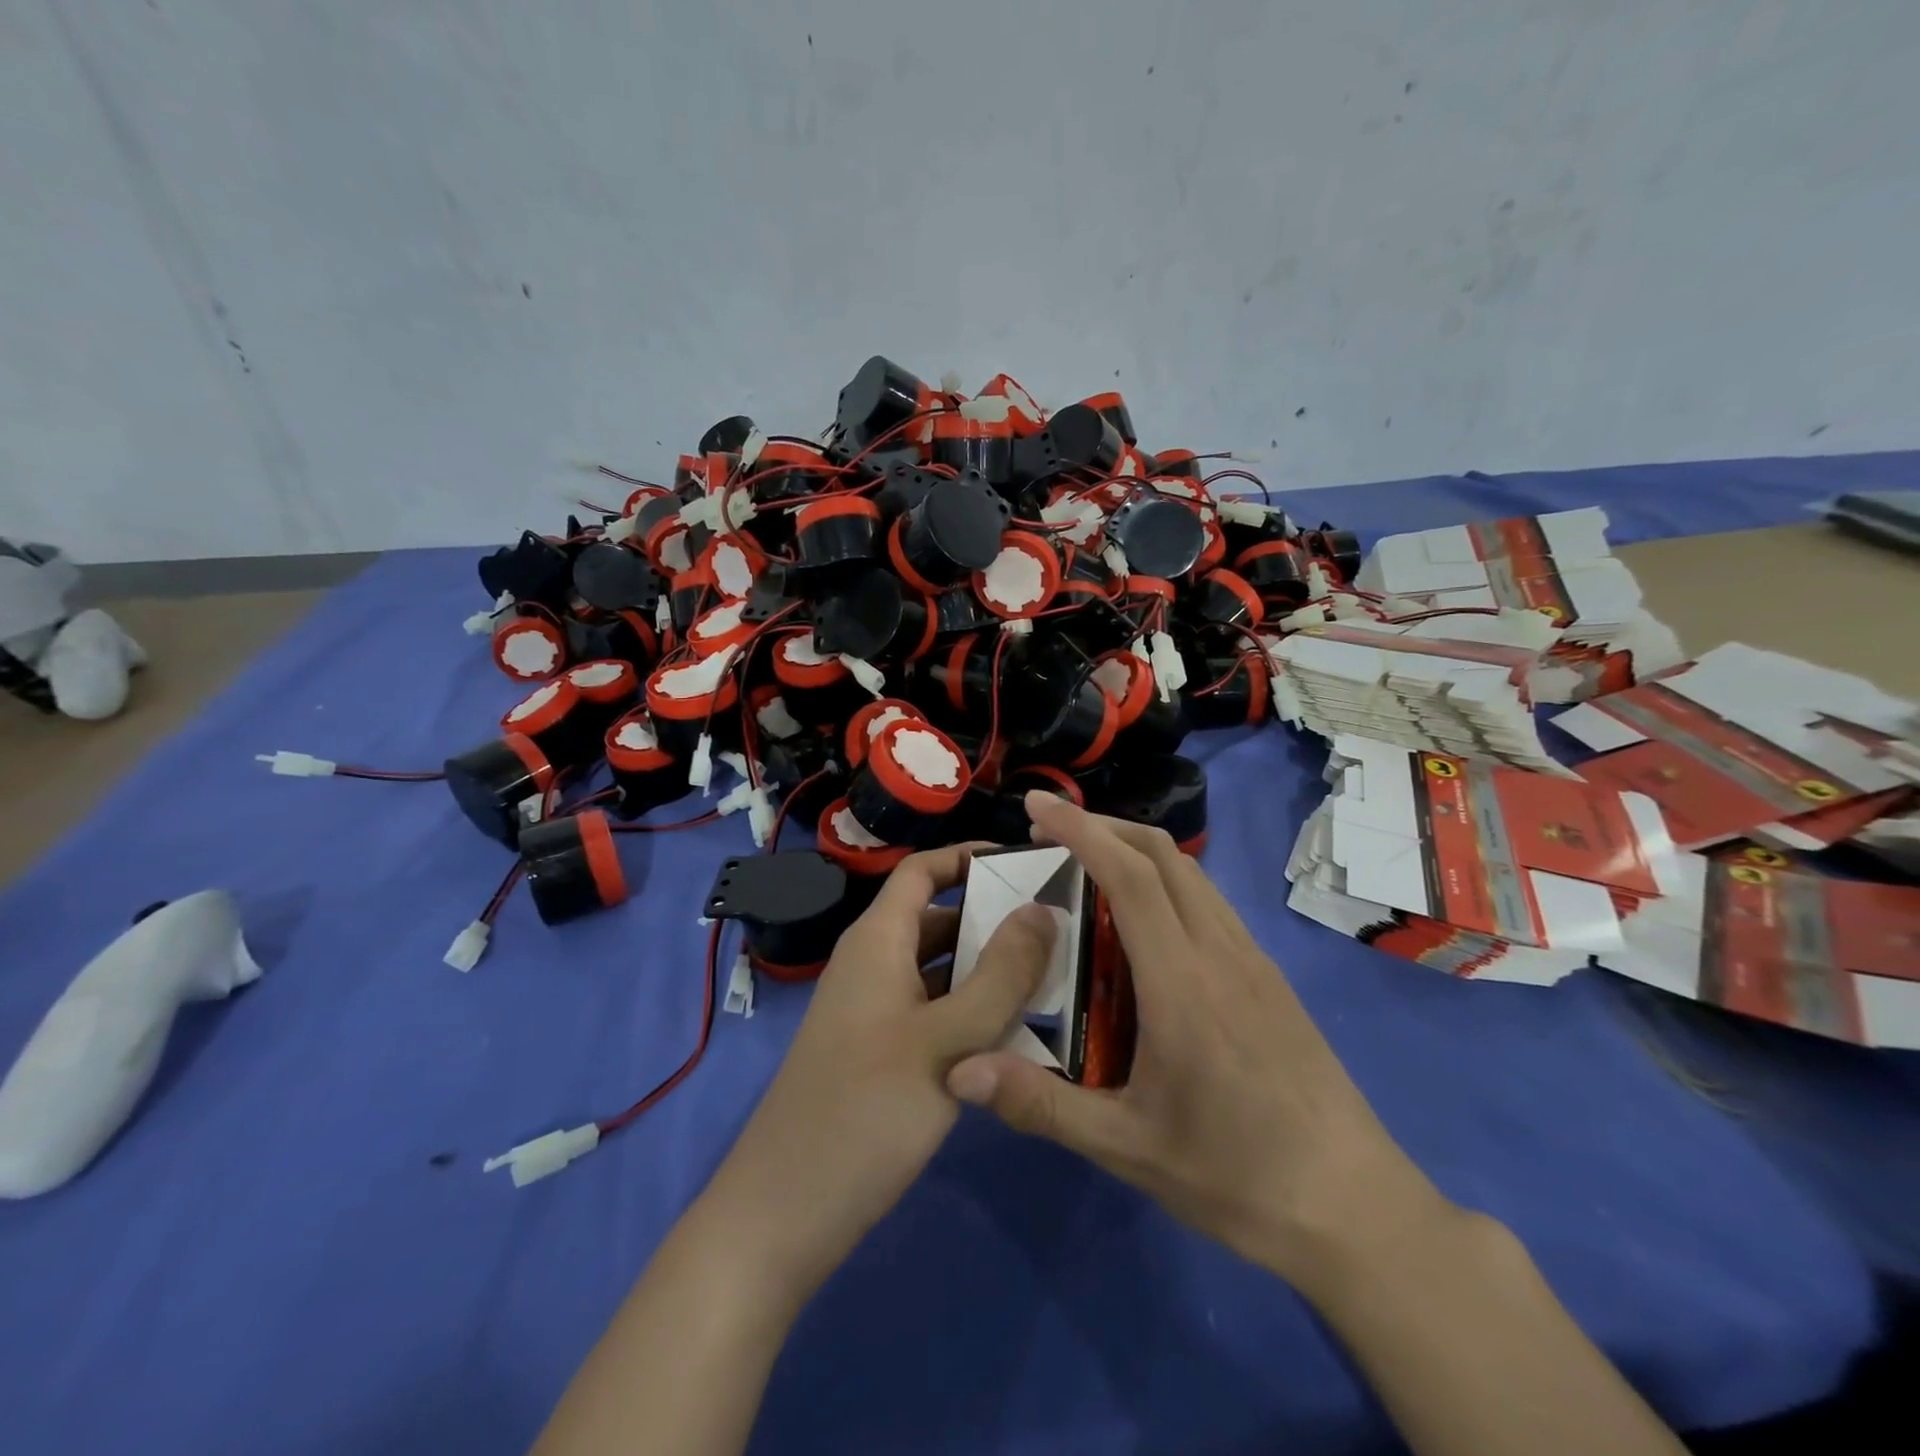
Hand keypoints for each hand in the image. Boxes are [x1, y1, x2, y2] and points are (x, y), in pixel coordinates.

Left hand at [700, 844, 1056, 1305]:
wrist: (782, 1216)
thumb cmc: (863, 1112)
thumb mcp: (945, 1042)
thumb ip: (1000, 975)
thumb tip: (1043, 908)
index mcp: (877, 941)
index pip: (923, 870)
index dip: (969, 856)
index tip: (1029, 861)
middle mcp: (874, 965)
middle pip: (937, 918)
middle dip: (994, 916)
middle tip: (1062, 926)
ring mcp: (877, 1013)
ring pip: (941, 970)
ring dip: (990, 969)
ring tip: (1057, 975)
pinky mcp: (883, 1054)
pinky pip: (936, 1013)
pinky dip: (974, 1012)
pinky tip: (1022, 1035)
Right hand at [947, 793, 1448, 1297]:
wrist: (1356, 1209)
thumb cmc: (1236, 1176)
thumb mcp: (1127, 1148)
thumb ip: (1040, 1104)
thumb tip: (960, 1070)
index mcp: (1182, 981)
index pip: (1129, 875)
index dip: (1080, 829)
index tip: (1036, 805)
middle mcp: (1220, 951)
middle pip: (1163, 854)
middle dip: (1103, 826)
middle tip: (1049, 834)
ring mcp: (1252, 960)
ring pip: (1190, 873)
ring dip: (1136, 851)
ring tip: (1088, 870)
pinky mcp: (1269, 977)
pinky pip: (1209, 903)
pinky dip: (1166, 883)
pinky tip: (1143, 926)